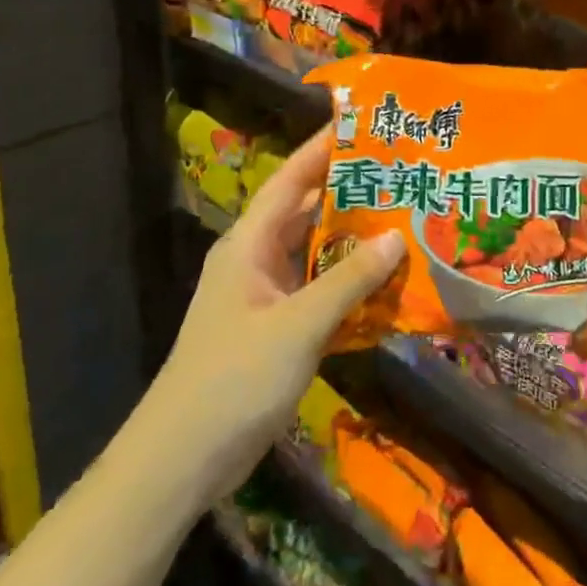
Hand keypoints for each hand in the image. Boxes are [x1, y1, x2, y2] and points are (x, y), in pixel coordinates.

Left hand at [149, 128, 402, 504]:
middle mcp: (256, 260)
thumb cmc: (233, 380)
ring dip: (354, 241)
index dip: (322, 149)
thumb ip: (348, 280)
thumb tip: (397, 236)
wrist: (180, 462)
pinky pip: (319, 291)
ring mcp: (265, 296)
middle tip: (401, 172)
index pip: (290, 179)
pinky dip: (349, 284)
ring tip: (405, 219)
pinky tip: (388, 283)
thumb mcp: (298, 326)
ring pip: (316, 254)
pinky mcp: (276, 329)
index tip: (362, 123)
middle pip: (307, 213)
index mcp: (250, 244)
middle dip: (350, 192)